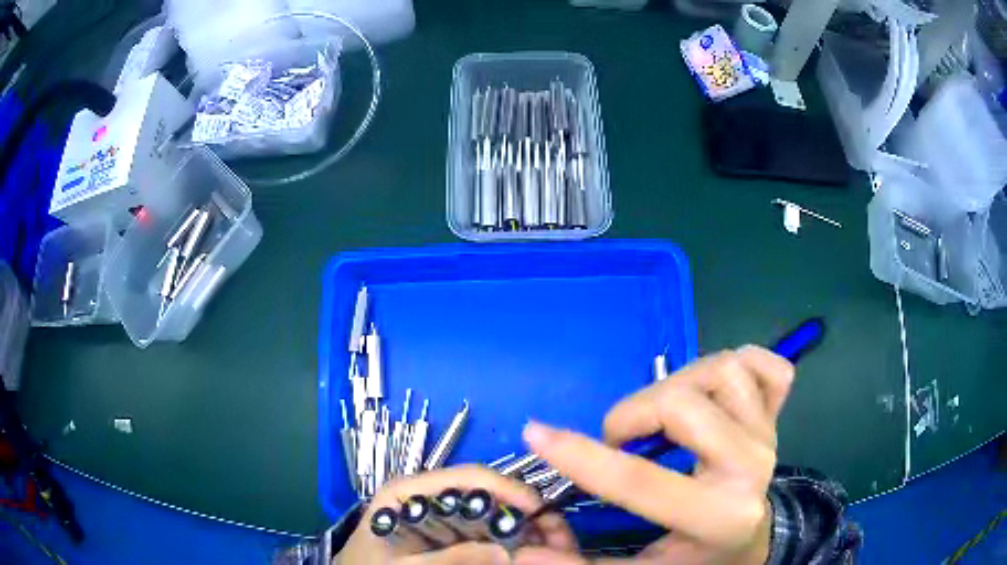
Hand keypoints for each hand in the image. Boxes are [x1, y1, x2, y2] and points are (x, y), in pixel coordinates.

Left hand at [335, 464, 577, 564]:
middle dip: (525, 513)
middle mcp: (429, 494)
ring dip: (522, 529)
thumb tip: (509, 553)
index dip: (511, 491)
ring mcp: (439, 513)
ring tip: (549, 547)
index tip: (542, 516)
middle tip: (557, 538)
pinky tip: (525, 552)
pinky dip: (507, 541)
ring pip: (492, 513)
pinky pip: (484, 532)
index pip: (470, 477)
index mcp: (411, 490)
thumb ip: (450, 560)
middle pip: (488, 494)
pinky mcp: (446, 532)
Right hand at [515, 346, 794, 564]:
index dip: (580, 457)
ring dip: (681, 382)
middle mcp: (751, 468)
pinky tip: (718, 392)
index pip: (639, 481)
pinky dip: (743, 365)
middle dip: (632, 414)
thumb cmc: (694, 559)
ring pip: (723, 370)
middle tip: (618, 440)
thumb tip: (523, 552)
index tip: (536, 433)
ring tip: (663, 414)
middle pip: (683, 405)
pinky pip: (769, 367)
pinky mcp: (778, 417)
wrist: (748, 546)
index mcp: (717, 517)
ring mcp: (769, 436)